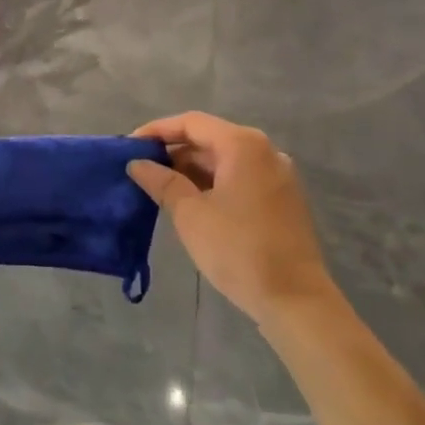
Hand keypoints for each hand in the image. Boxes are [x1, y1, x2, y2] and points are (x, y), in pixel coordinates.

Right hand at [127, 112, 335, 327]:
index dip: (157, 131)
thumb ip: (162, 182)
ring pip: (224, 160)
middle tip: (141, 168)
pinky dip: (213, 183)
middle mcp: (264, 151)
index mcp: (243, 145)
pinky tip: (190, 201)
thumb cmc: (238, 249)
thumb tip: (137, 164)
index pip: (191, 123)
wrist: (295, 300)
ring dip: (191, 169)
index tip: (129, 146)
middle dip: (173, 151)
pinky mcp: (282, 199)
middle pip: (210, 138)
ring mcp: (277, 175)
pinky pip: (239, 177)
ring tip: (159, 186)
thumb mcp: (191, 214)